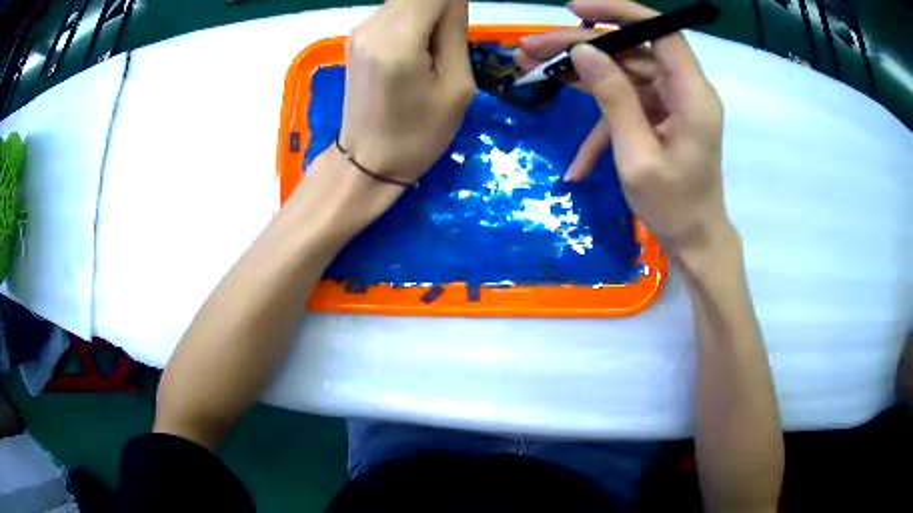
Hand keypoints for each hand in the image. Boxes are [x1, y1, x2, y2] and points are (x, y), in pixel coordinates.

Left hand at [339, 0, 474, 184]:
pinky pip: (394, 13)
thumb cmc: (419, 135)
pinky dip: (414, 21)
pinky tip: (418, 51)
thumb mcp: (457, 86)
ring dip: (429, 14)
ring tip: (435, 52)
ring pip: (406, 1)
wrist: (367, 163)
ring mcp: (359, 30)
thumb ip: (455, 31)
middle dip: (442, 7)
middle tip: (452, 41)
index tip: (461, 24)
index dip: (452, 0)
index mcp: (398, 40)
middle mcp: (372, 26)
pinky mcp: (356, 37)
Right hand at [517, 0, 732, 255]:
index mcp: (691, 94)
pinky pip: (625, 106)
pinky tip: (576, 162)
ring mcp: (670, 104)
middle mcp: (684, 90)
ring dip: (580, 76)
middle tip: (530, 49)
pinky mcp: (659, 118)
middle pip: (631, 51)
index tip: (573, 11)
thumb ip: (613, 98)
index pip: (659, 30)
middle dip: (580, 47)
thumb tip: (583, 51)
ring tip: (532, 71)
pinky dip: (599, 125)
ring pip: (623, 74)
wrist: (694, 242)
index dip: (618, 12)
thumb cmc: (673, 207)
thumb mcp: (637, 154)